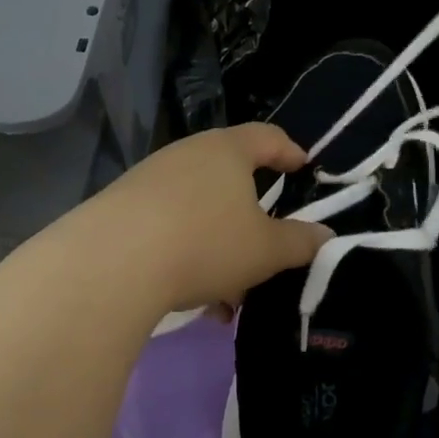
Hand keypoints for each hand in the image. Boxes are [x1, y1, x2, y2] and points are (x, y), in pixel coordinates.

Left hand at [57, 124, 333, 317]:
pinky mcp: (122, 210)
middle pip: (229, 180)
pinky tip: (194, 300)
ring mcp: (149, 181)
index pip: (267, 137)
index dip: (289, 151)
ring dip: (220, 249)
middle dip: (251, 220)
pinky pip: (169, 230)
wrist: (113, 262)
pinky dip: (188, 258)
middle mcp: (186, 156)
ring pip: (199, 213)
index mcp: (226, 151)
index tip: (303, 168)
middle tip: (268, 249)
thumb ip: (300, 242)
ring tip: (230, 296)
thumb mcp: (265, 250)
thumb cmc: (205, 243)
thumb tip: (325, 236)